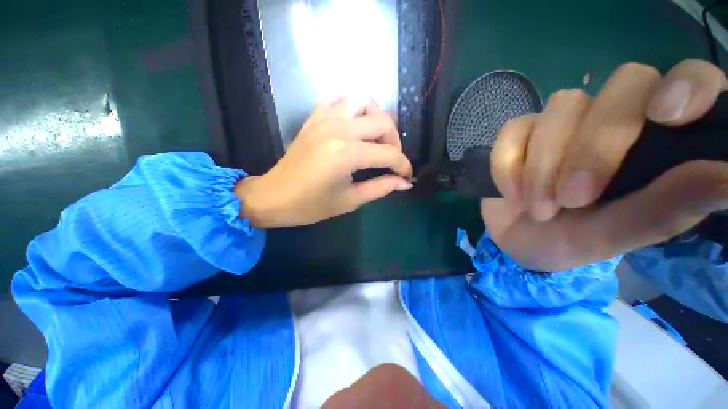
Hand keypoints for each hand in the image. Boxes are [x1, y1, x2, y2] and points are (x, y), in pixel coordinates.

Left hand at [235, 98, 412, 227]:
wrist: (275, 197)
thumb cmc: (311, 205)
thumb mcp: (350, 200)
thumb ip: (381, 188)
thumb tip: (405, 182)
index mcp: (347, 154)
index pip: (389, 154)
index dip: (403, 166)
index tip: (407, 176)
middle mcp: (339, 129)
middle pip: (383, 122)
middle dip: (395, 142)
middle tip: (392, 161)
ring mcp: (325, 118)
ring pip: (364, 100)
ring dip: (377, 118)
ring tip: (376, 139)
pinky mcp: (315, 117)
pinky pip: (339, 98)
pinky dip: (353, 107)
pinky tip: (355, 124)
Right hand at [482, 59, 727, 270]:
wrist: (519, 238)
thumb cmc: (573, 241)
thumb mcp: (619, 236)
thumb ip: (668, 207)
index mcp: (659, 141)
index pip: (690, 82)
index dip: (685, 86)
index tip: (667, 117)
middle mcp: (617, 118)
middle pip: (623, 85)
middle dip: (595, 146)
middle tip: (574, 199)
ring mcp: (564, 122)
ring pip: (561, 108)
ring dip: (544, 165)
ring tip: (539, 209)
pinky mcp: (520, 133)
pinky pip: (513, 131)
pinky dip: (508, 165)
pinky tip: (512, 193)